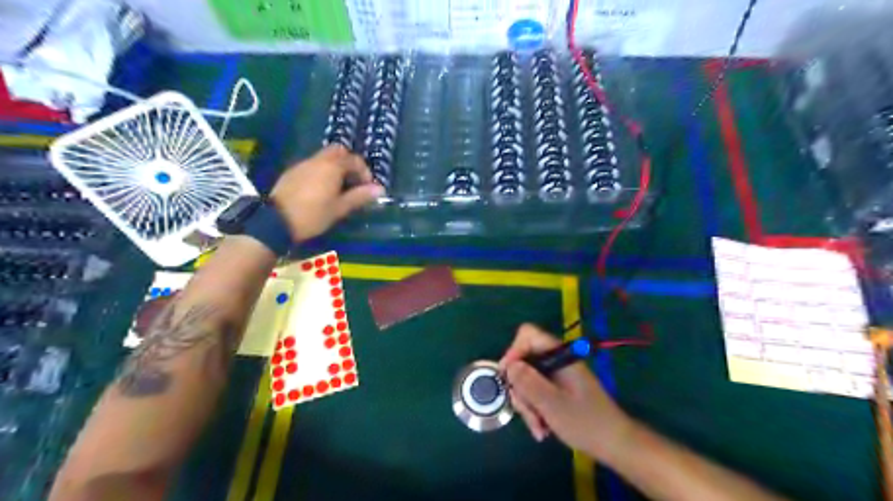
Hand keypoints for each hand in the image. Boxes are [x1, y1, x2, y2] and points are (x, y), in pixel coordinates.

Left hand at [273, 145, 382, 239]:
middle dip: (349, 163)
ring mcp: (303, 164)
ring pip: (324, 157)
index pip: (355, 160)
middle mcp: (318, 160)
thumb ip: (360, 196)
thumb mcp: (340, 208)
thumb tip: (380, 189)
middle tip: (353, 182)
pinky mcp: (292, 172)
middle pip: (338, 151)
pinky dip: (322, 172)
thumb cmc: (313, 215)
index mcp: (332, 166)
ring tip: (339, 188)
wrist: (276, 221)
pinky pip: (313, 165)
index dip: (365, 172)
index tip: (367, 188)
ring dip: (335, 167)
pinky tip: (321, 190)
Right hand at [499, 325, 637, 461]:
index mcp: (559, 355)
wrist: (615, 444)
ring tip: (538, 428)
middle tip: (526, 411)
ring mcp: (558, 375)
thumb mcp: (552, 404)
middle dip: (520, 388)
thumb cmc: (586, 422)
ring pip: (528, 380)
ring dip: (527, 405)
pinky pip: (537, 392)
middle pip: (524, 361)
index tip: (508, 377)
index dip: (513, 351)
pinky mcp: (558, 389)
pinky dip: (535, 409)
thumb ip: (529, 382)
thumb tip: (509, 366)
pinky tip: (542, 429)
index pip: (528, 335)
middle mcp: (557, 361)